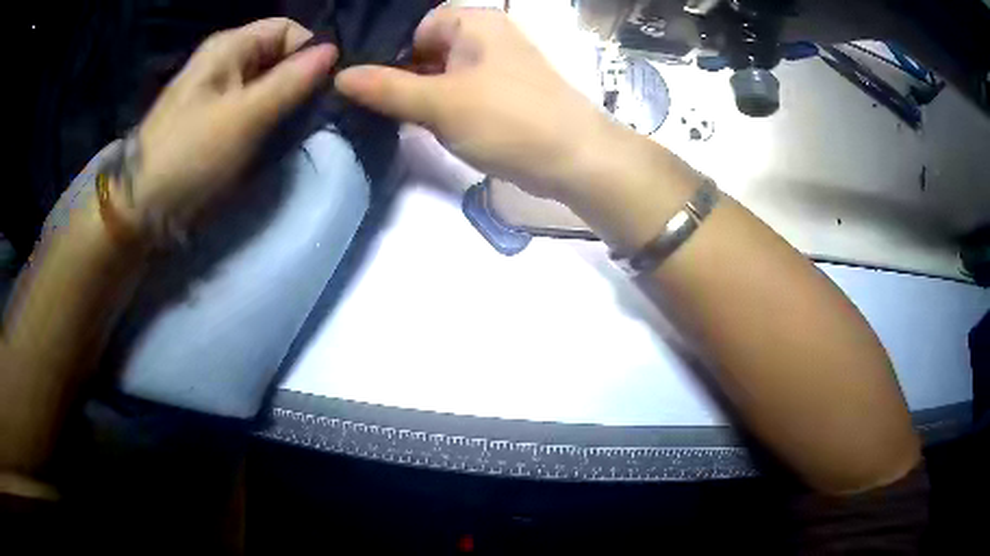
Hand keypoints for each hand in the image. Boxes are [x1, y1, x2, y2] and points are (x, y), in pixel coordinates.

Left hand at [131, 18, 336, 231]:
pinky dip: (264, 120)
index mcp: (229, 46)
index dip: (310, 52)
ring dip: (282, 104)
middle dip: (297, 82)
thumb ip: (292, 81)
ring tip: (288, 133)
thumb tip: (333, 52)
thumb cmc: (191, 156)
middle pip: (277, 56)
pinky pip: (250, 107)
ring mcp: (215, 91)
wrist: (141, 208)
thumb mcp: (246, 117)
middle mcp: (224, 61)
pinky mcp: (211, 119)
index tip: (322, 89)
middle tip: (306, 117)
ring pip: (265, 84)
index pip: (288, 30)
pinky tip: (267, 141)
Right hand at [334, 7, 610, 201]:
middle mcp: (487, 36)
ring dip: (420, 95)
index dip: (388, 54)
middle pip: (427, 49)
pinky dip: (442, 105)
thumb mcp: (439, 103)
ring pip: (442, 72)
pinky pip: (461, 90)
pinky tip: (426, 125)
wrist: (577, 160)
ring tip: (395, 119)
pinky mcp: (504, 93)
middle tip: (374, 107)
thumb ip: (386, 89)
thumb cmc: (507, 120)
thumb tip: (340, 76)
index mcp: (474, 23)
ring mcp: (498, 65)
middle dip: (401, 77)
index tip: (366, 86)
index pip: (414, 27)